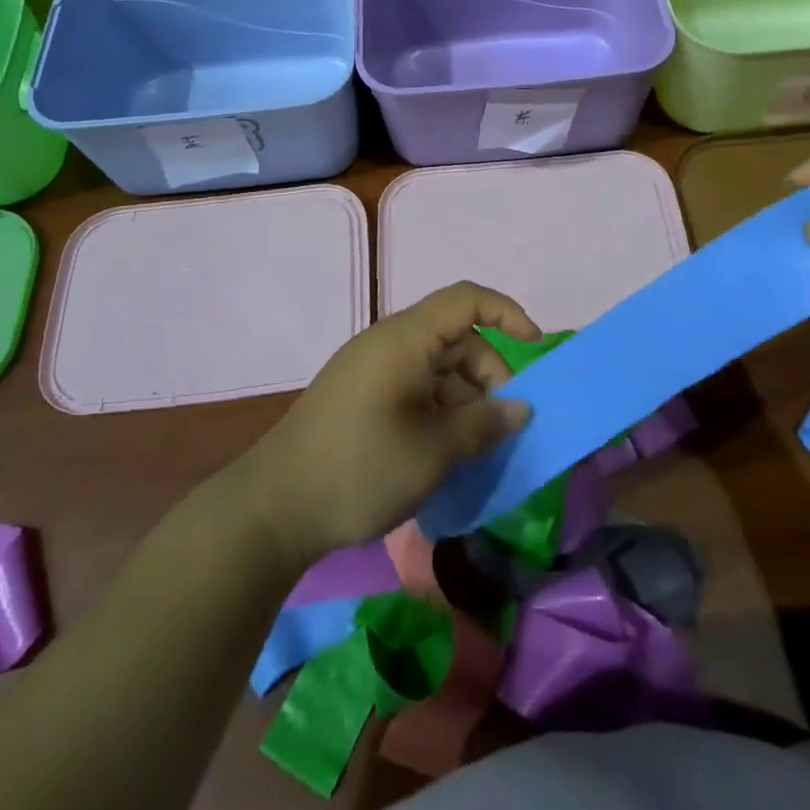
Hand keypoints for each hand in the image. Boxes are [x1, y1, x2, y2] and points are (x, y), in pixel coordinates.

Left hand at [237, 282, 539, 569]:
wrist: (273, 509)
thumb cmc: (360, 468)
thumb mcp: (433, 451)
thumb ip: (483, 425)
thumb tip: (520, 408)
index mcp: (405, 339)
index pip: (466, 300)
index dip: (506, 314)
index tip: (535, 347)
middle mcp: (389, 344)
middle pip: (455, 339)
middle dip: (489, 375)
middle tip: (504, 425)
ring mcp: (372, 371)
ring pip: (437, 368)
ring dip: (465, 400)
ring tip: (478, 448)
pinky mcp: (361, 398)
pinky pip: (415, 388)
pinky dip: (440, 411)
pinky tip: (446, 452)